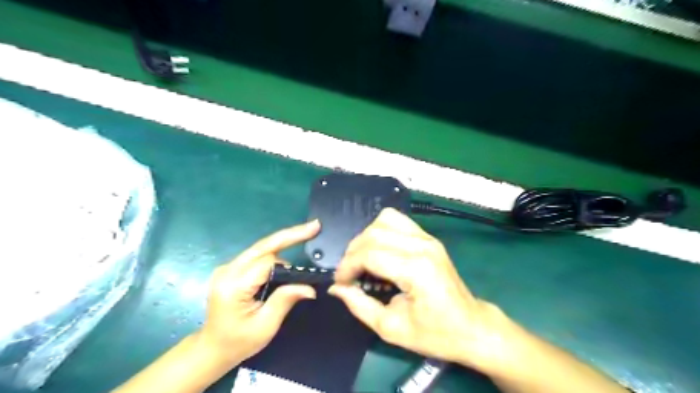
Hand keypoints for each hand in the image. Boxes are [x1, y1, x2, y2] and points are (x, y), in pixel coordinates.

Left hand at [196, 221, 318, 368]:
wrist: (212, 349)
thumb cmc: (238, 342)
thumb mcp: (265, 326)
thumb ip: (285, 300)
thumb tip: (310, 287)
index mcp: (233, 285)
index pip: (267, 263)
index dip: (289, 266)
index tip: (307, 272)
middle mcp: (228, 270)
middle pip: (263, 246)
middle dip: (290, 234)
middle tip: (314, 226)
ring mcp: (227, 268)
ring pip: (261, 248)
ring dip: (284, 243)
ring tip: (306, 236)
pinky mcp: (231, 269)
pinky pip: (257, 255)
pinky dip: (276, 251)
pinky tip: (289, 246)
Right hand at [329, 210, 502, 366]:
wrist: (472, 327)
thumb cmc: (435, 334)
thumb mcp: (392, 328)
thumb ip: (360, 305)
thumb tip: (336, 288)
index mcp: (416, 270)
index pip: (369, 254)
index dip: (347, 266)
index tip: (340, 282)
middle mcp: (422, 246)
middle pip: (374, 234)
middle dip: (352, 252)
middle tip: (349, 274)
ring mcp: (428, 238)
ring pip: (385, 220)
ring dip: (366, 237)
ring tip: (363, 260)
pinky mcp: (429, 237)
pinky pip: (397, 220)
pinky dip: (381, 231)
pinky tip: (379, 250)